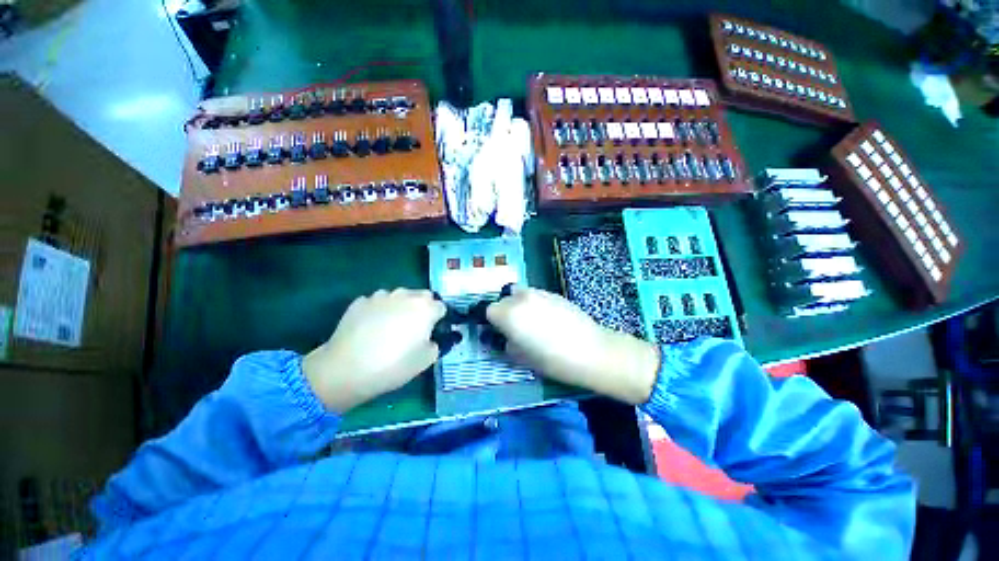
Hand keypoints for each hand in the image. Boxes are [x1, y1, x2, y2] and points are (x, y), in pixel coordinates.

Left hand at [303, 288, 445, 412]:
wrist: (346, 369)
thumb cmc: (393, 365)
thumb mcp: (426, 360)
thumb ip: (437, 344)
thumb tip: (432, 337)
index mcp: (425, 307)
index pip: (441, 307)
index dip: (439, 320)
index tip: (433, 332)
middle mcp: (405, 295)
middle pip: (422, 297)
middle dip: (422, 308)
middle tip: (414, 329)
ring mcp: (381, 296)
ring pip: (399, 297)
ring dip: (401, 307)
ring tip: (390, 327)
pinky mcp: (360, 301)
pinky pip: (377, 303)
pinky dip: (379, 311)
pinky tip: (371, 328)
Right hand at [486, 286, 659, 404]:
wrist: (590, 351)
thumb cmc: (552, 360)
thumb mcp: (521, 357)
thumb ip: (506, 343)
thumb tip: (505, 337)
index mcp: (509, 314)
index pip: (489, 310)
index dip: (493, 322)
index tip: (500, 333)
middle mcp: (521, 298)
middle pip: (504, 299)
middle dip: (505, 311)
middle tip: (515, 328)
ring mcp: (539, 293)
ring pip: (520, 294)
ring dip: (519, 305)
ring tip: (532, 322)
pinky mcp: (554, 294)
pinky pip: (536, 295)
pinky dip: (535, 304)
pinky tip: (548, 319)